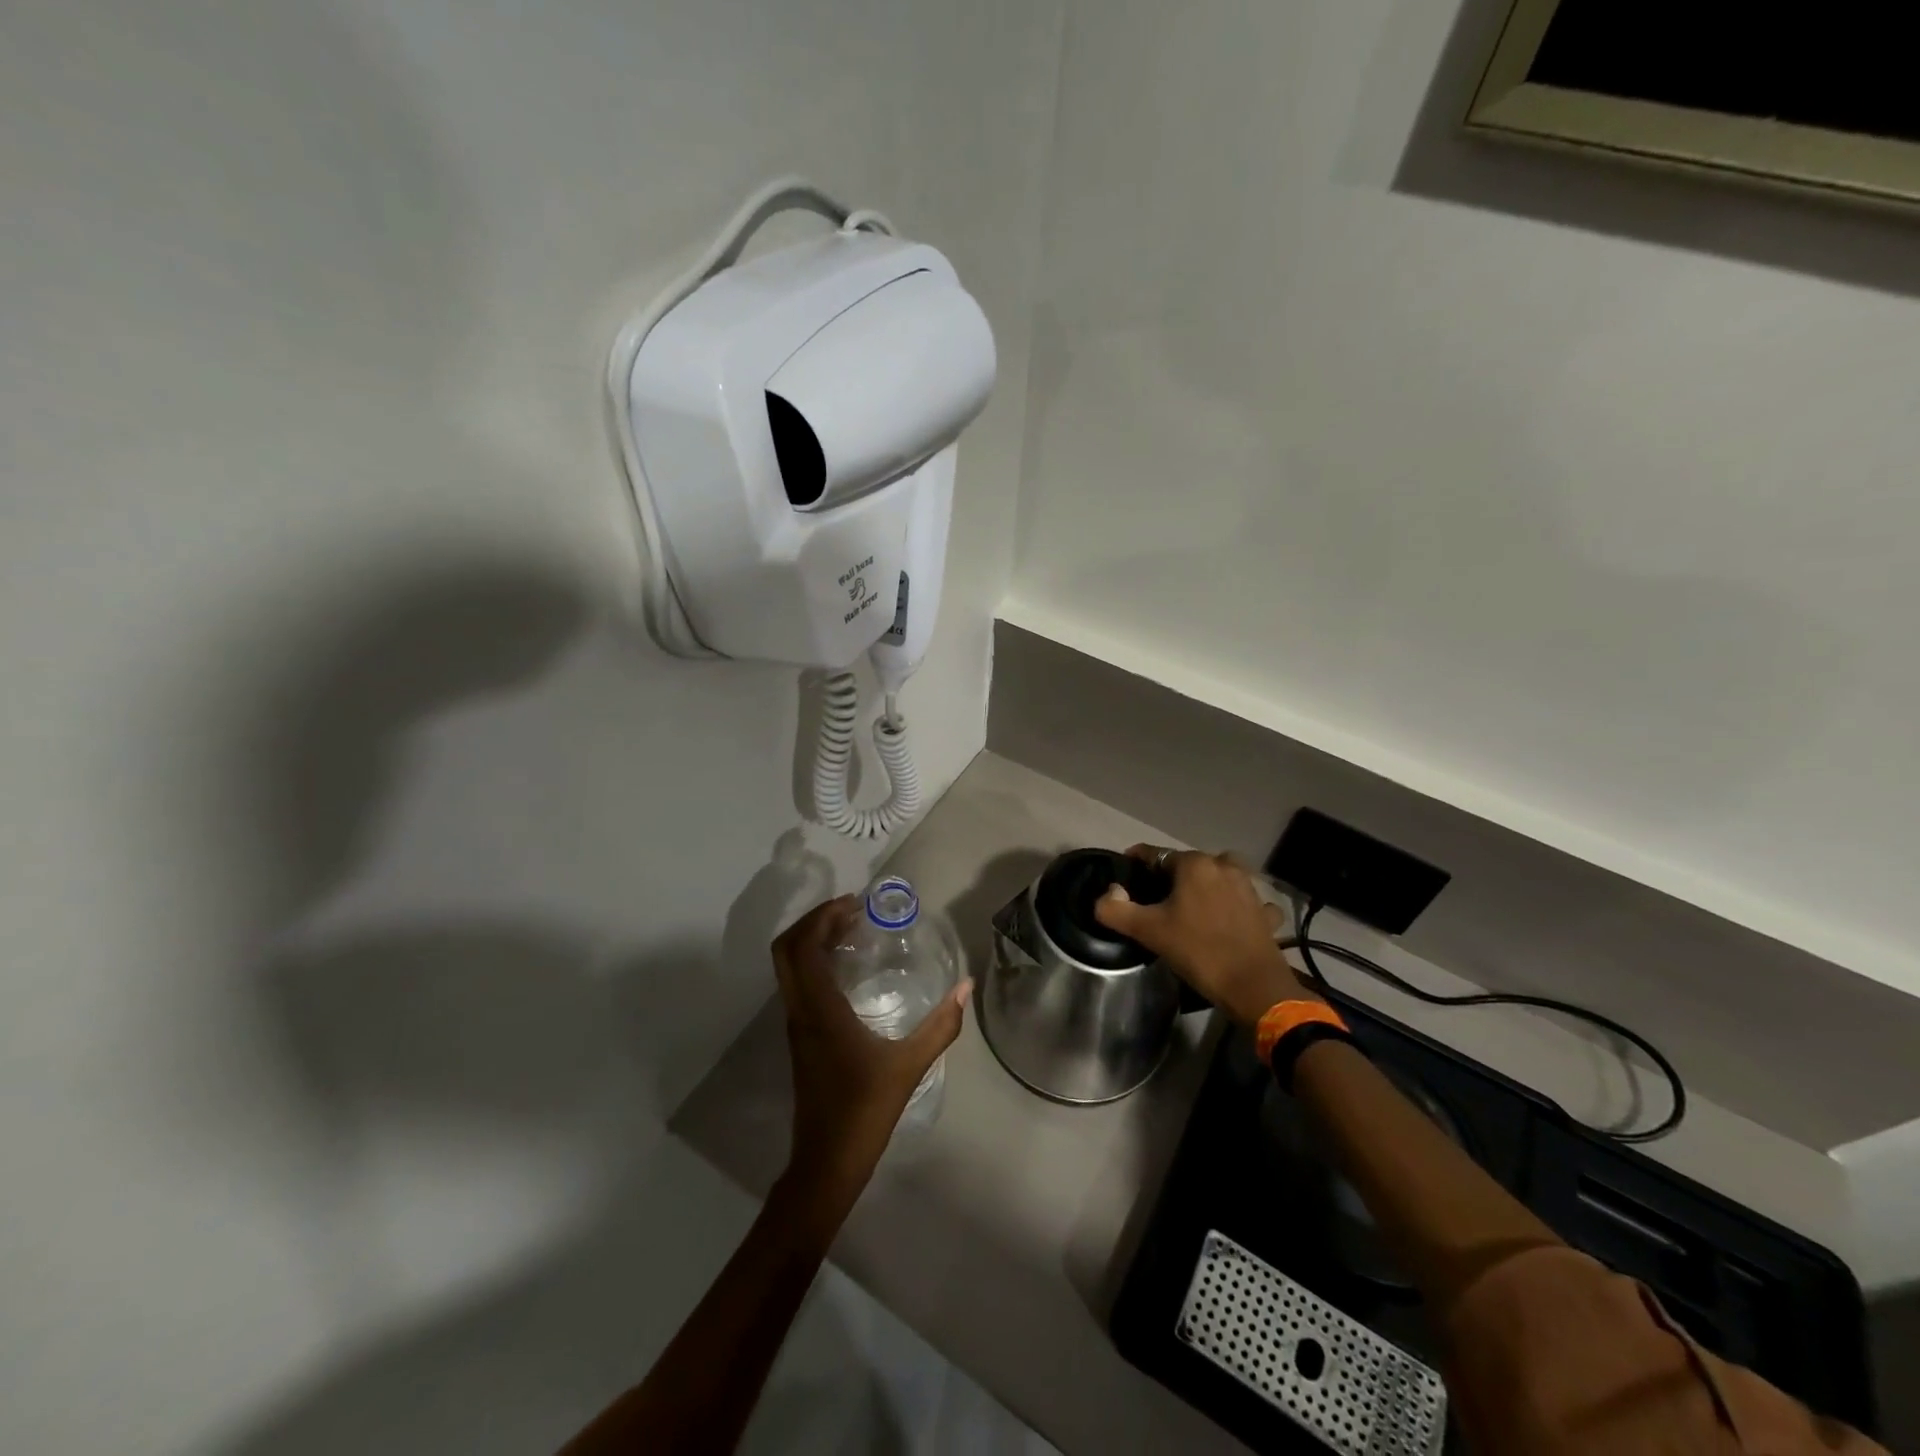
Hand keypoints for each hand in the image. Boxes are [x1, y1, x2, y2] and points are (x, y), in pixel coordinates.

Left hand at [773, 897, 971, 1214]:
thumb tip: (965, 987)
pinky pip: (797, 982)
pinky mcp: (799, 1037)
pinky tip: (848, 969)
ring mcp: (795, 1024)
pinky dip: (813, 961)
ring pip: (788, 966)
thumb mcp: (909, 1066)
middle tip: (852, 911)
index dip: (822, 916)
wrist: (826, 1163)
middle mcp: (799, 1010)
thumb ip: (941, 1025)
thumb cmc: (864, 1111)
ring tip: (851, 930)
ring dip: (812, 940)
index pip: (803, 947)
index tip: (855, 904)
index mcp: (819, 1010)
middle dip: (814, 921)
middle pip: (786, 949)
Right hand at [1095, 846, 1314, 1026]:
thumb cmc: (1197, 951)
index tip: (1125, 878)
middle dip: (1172, 876)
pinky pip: (1246, 901)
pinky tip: (1230, 922)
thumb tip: (1107, 893)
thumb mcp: (1148, 931)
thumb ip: (1116, 909)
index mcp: (1194, 865)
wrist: (1253, 987)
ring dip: (1207, 886)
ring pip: (1220, 877)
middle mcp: (1224, 866)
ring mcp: (1249, 888)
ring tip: (1192, 908)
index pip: (1155, 854)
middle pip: (1189, 864)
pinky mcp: (1265, 912)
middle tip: (1157, 900)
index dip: (1137, 863)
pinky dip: (1237, 907)